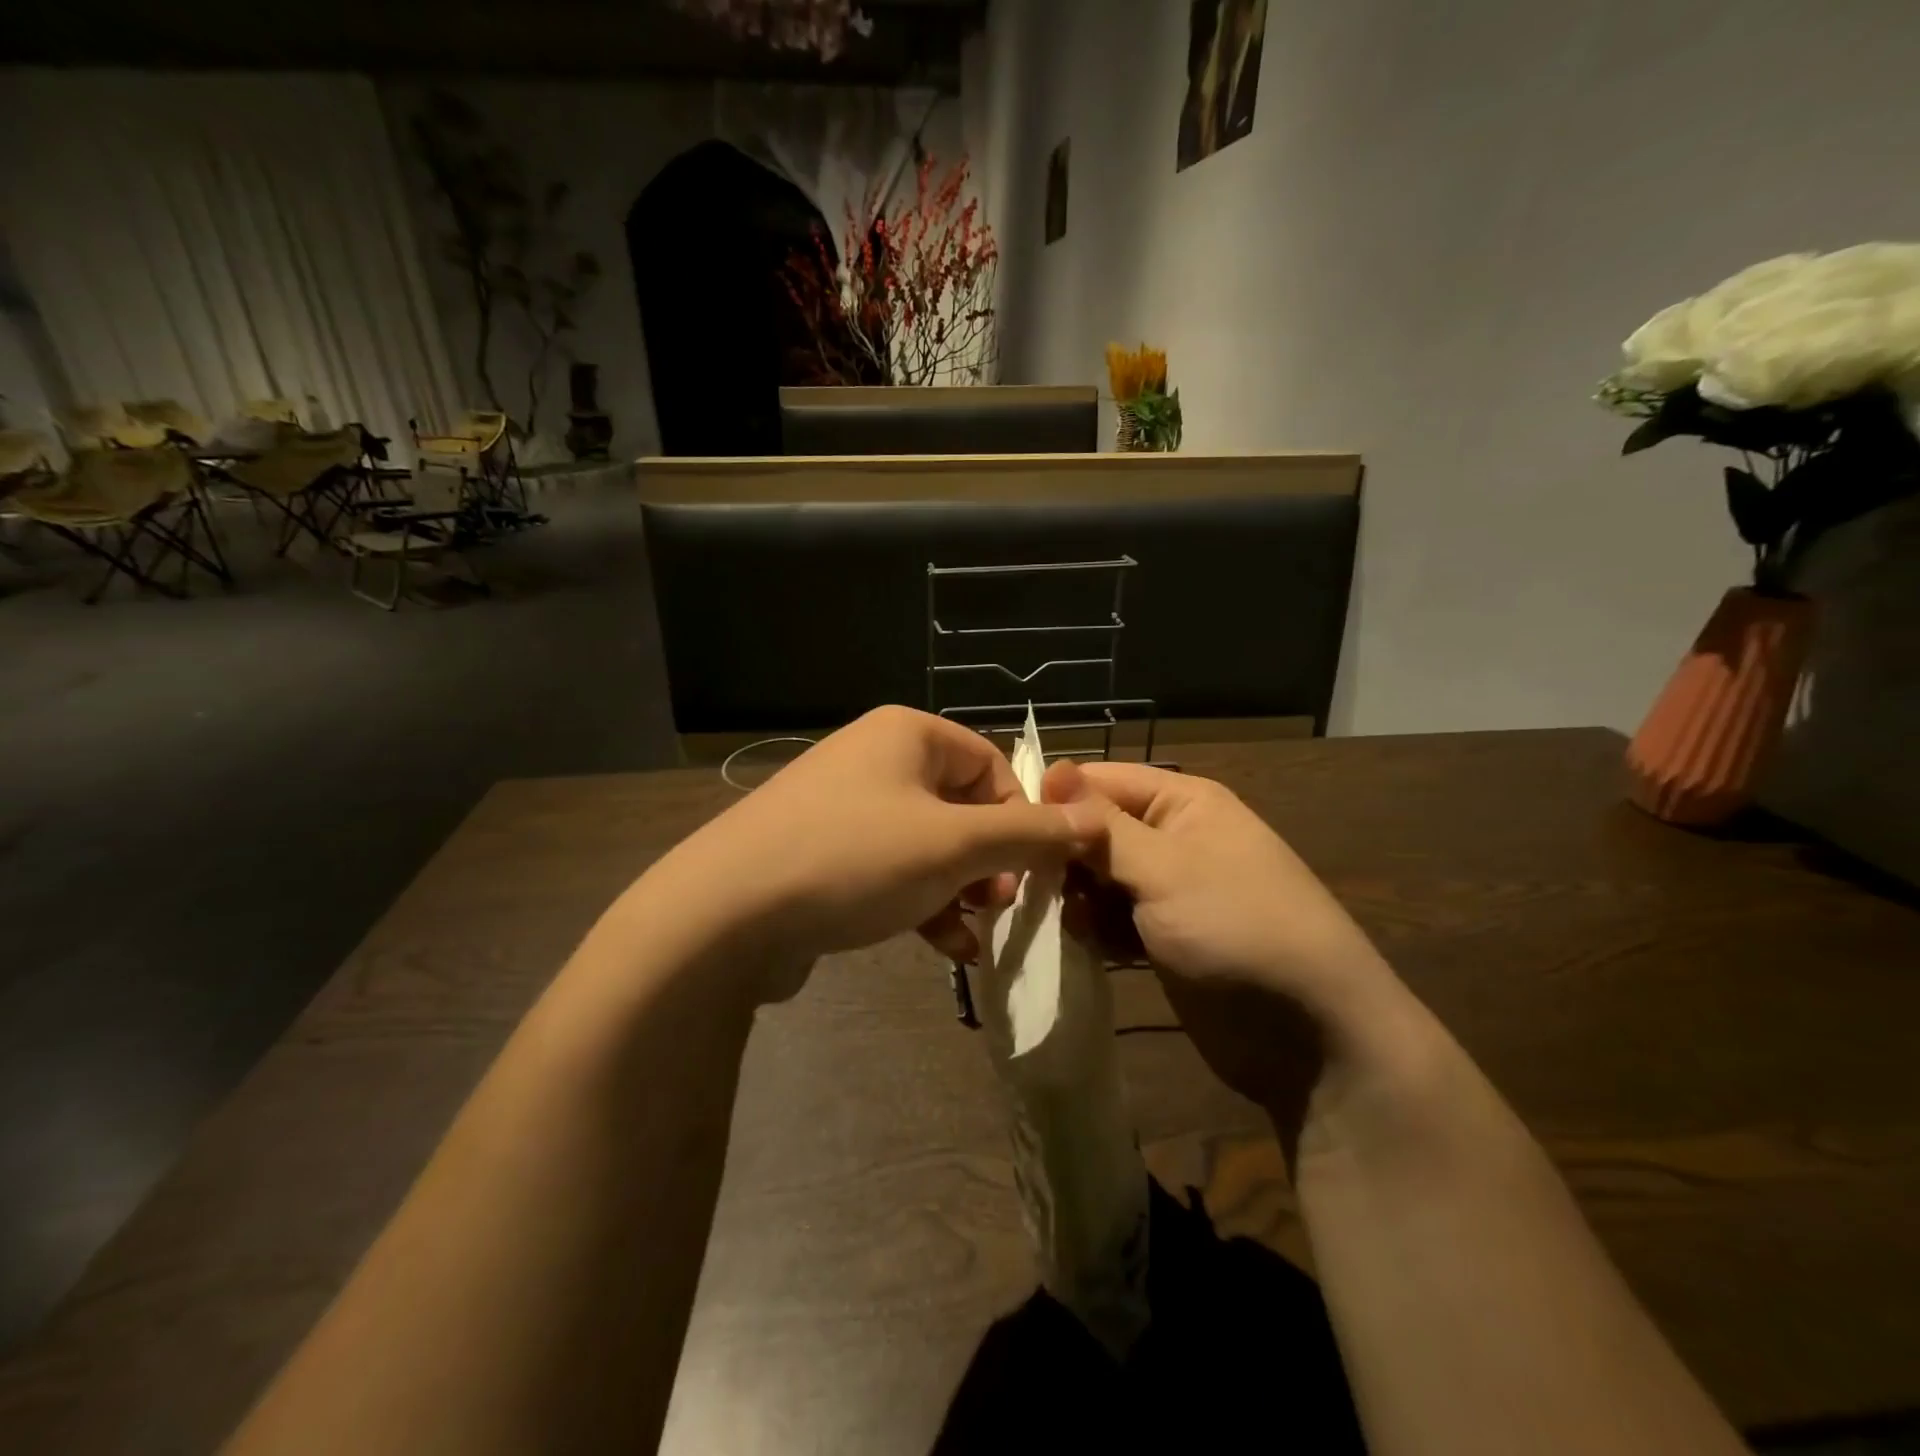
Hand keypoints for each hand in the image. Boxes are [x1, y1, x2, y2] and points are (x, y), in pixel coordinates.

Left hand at [639, 707, 1102, 1003]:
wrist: (724, 913)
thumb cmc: (854, 859)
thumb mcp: (954, 845)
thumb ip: (1028, 833)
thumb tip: (1090, 823)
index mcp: (908, 734)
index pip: (993, 764)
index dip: (1022, 817)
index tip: (1034, 871)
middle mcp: (877, 759)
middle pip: (963, 806)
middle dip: (990, 861)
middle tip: (1000, 904)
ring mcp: (846, 807)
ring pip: (930, 844)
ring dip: (961, 888)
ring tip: (974, 931)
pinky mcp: (825, 852)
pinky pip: (892, 869)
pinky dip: (923, 902)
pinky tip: (945, 948)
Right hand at [1044, 759, 1398, 1125]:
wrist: (1312, 1036)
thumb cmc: (1238, 928)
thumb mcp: (1165, 868)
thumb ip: (1103, 826)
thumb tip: (1050, 768)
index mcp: (1182, 802)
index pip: (1100, 782)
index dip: (1055, 802)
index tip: (1010, 833)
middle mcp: (1173, 838)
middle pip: (1094, 831)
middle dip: (1062, 857)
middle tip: (1029, 887)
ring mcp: (1168, 891)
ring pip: (1097, 878)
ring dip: (1075, 898)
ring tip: (1066, 921)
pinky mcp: (1162, 937)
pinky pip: (1111, 919)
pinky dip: (1095, 928)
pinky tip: (1088, 945)